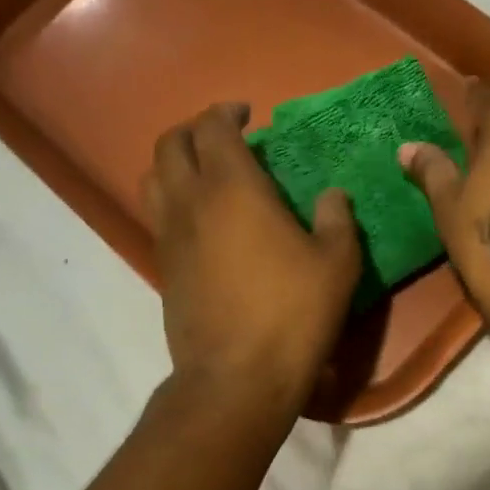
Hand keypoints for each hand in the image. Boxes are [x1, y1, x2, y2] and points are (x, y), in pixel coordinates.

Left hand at [144, 103, 362, 411]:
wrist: (237, 377)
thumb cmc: (292, 313)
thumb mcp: (336, 263)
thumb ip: (337, 219)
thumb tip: (332, 195)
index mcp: (233, 189)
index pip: (213, 128)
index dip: (227, 112)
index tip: (247, 114)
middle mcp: (191, 202)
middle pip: (170, 144)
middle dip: (193, 130)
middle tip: (224, 137)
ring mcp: (169, 236)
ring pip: (153, 179)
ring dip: (174, 163)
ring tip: (205, 174)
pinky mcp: (163, 268)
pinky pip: (158, 216)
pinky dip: (174, 201)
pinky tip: (204, 221)